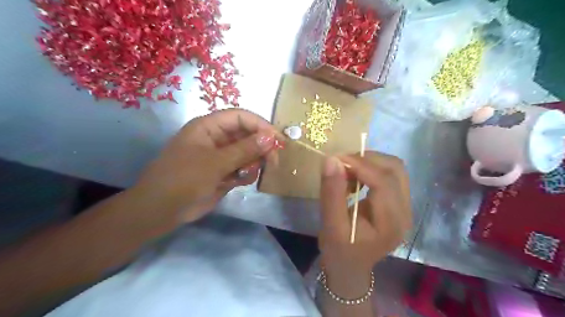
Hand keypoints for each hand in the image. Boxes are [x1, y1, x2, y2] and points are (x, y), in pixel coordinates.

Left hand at [132, 108, 282, 222]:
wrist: (162, 211)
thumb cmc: (183, 179)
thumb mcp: (215, 163)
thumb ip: (244, 150)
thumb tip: (271, 138)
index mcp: (209, 127)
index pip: (241, 117)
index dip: (261, 126)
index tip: (278, 141)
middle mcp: (217, 138)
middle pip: (248, 135)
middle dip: (261, 147)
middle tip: (273, 161)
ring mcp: (221, 156)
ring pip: (248, 153)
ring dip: (253, 163)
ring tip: (246, 174)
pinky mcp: (224, 172)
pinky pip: (244, 168)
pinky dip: (247, 174)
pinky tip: (240, 182)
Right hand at [317, 153, 410, 295]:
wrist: (350, 267)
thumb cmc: (339, 251)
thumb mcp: (330, 225)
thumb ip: (332, 192)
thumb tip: (332, 160)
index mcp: (391, 222)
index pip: (384, 182)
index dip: (361, 164)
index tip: (336, 158)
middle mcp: (405, 211)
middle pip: (395, 169)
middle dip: (366, 160)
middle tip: (340, 164)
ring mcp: (405, 206)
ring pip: (394, 168)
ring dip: (369, 162)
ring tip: (347, 171)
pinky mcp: (398, 202)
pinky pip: (389, 174)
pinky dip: (370, 169)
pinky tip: (354, 178)